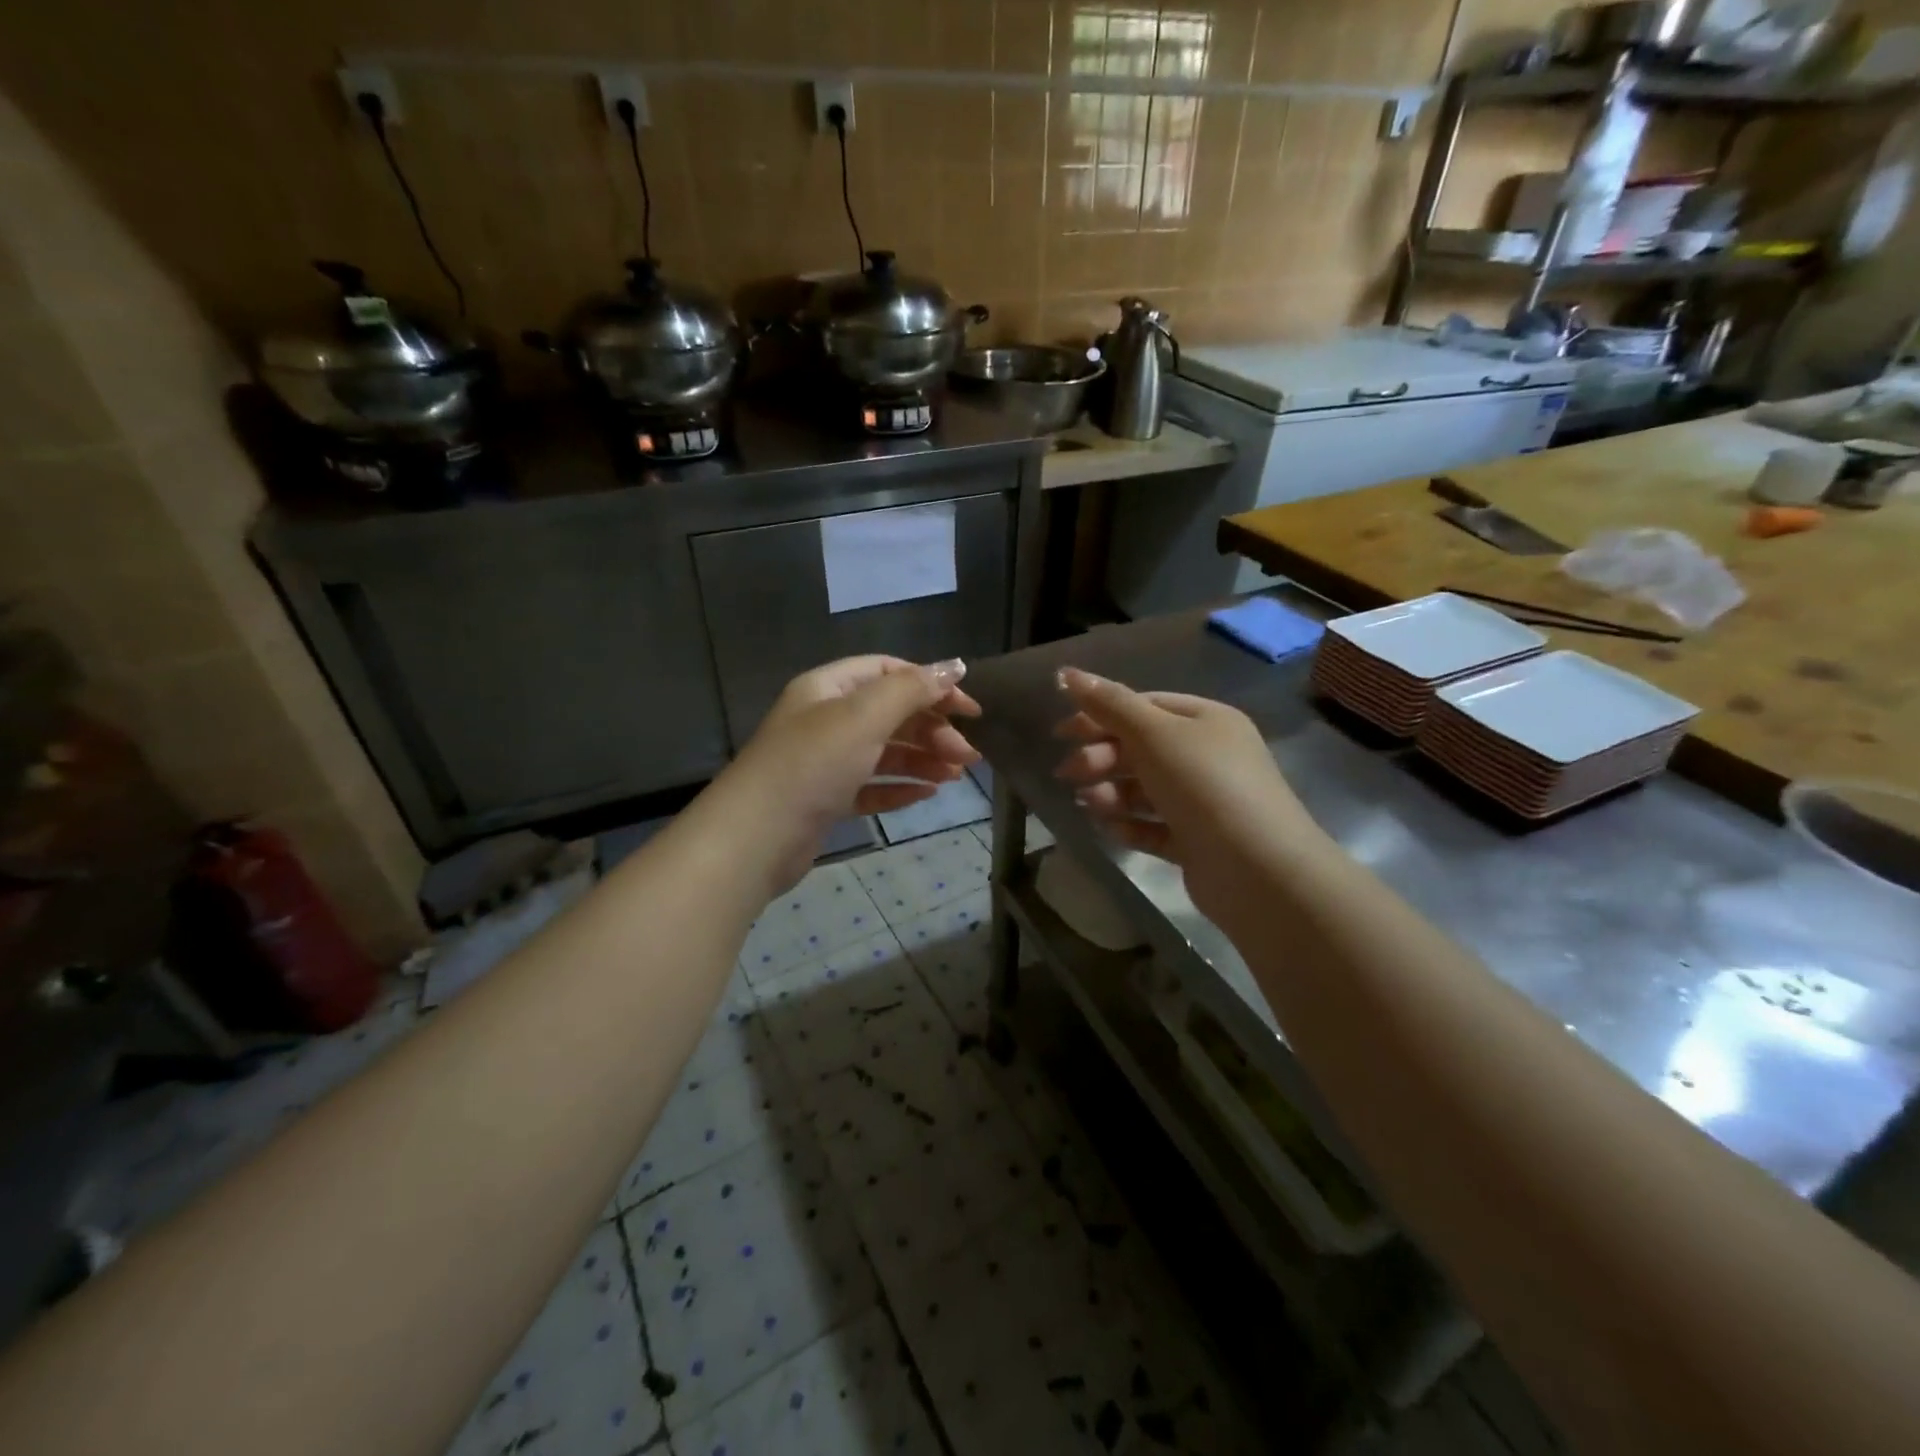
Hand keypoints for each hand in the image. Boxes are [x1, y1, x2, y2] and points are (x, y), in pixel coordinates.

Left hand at [718, 655, 981, 892]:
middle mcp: (825, 719)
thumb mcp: (864, 716)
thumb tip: (953, 666)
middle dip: (932, 729)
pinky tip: (927, 794)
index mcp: (828, 687)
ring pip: (883, 752)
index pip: (888, 672)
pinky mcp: (826, 799)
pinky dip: (899, 788)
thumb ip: (910, 690)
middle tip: (969, 755)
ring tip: (956, 776)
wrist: (756, 838)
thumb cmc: (812, 764)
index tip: (969, 709)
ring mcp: (824, 761)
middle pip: (890, 713)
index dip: (930, 684)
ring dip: (922, 759)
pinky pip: (870, 786)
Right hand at [1051, 667, 1322, 923]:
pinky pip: (1155, 827)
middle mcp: (1208, 757)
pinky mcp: (1197, 843)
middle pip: (1141, 749)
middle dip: (1101, 758)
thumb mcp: (1154, 734)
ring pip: (1145, 790)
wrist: (1258, 870)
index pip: (1144, 707)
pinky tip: (1110, 830)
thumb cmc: (1205, 786)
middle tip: (1069, 773)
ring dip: (1111, 793)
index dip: (1100, 715)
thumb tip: (1067, 672)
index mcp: (1206, 721)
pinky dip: (1130, 826)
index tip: (1061, 733)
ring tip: (1089, 804)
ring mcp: (1204, 802)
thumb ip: (1110, 705)